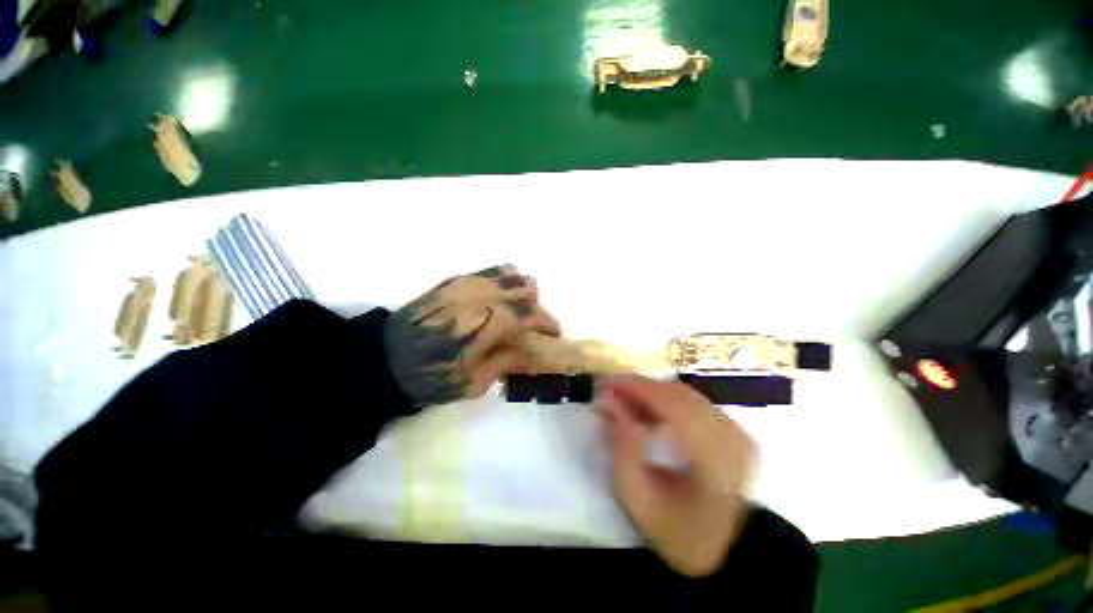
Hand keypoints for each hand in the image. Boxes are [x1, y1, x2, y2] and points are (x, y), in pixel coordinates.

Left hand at [384, 264, 560, 406]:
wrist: (384, 360)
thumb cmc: (430, 379)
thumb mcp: (474, 384)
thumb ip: (508, 360)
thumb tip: (533, 349)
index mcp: (482, 326)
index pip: (527, 315)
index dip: (546, 322)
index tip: (554, 333)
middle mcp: (477, 298)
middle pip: (523, 287)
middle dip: (535, 305)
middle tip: (532, 325)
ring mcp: (463, 285)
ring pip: (508, 273)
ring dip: (520, 290)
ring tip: (517, 308)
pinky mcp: (452, 281)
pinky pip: (487, 270)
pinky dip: (502, 279)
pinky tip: (499, 295)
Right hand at [601, 375, 755, 576]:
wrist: (722, 548)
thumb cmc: (676, 531)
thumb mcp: (637, 500)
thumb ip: (623, 449)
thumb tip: (612, 403)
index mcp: (717, 464)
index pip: (676, 408)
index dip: (639, 389)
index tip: (606, 384)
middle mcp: (733, 439)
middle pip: (679, 395)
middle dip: (640, 387)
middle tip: (609, 392)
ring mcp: (737, 431)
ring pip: (684, 393)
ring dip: (650, 392)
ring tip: (622, 401)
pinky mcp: (732, 428)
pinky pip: (691, 400)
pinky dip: (663, 399)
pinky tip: (644, 410)